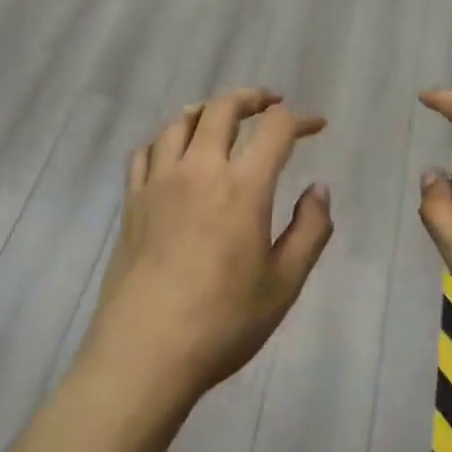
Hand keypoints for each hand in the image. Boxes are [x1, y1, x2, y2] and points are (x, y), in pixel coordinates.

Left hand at [84, 88, 333, 404]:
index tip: (316, 126)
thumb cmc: (223, 322)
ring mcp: (159, 183)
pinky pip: (146, 151)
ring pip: (180, 122)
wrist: (145, 353)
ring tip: (222, 119)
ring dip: (207, 110)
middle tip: (270, 104)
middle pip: (222, 108)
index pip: (276, 129)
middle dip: (252, 98)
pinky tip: (174, 152)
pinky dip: (166, 138)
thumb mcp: (285, 283)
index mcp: (243, 187)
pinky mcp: (132, 202)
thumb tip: (319, 189)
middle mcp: (199, 171)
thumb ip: (310, 230)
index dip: (300, 119)